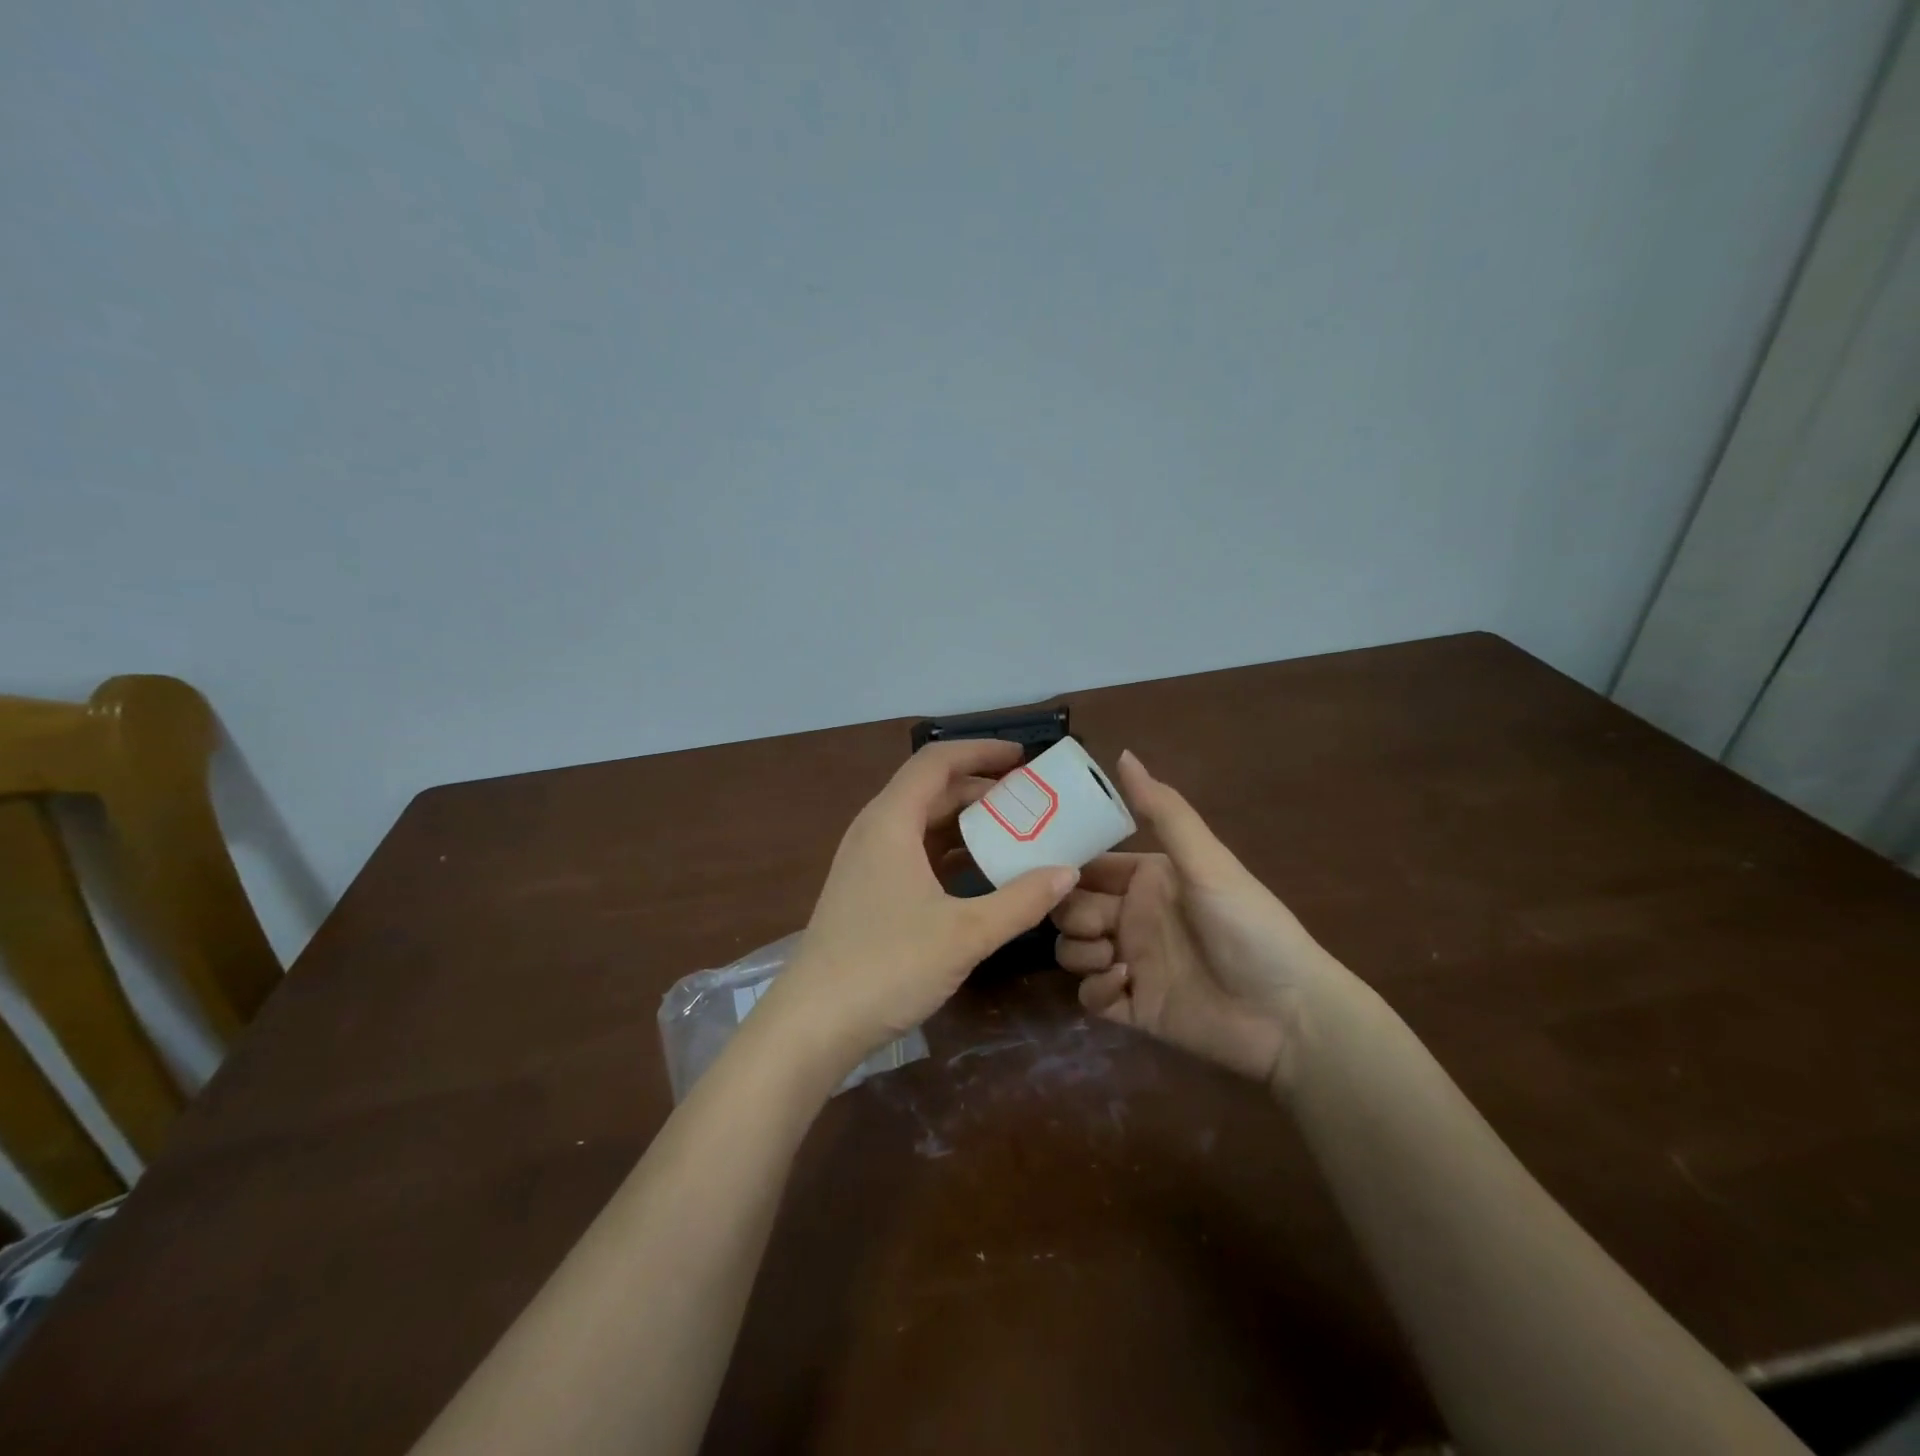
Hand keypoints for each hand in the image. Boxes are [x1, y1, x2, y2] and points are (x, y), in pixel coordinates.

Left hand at [764, 739, 1079, 1072]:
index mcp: (891, 821)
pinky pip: (914, 853)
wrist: (813, 1024)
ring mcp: (866, 862)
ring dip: (967, 824)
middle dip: (981, 789)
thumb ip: (1020, 901)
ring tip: (1016, 834)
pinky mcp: (866, 891)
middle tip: (1031, 801)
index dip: (981, 751)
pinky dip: (949, 853)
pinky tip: (981, 875)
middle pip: (931, 790)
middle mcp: (875, 831)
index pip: (936, 761)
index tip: (1023, 758)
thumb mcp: (965, 934)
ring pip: (923, 824)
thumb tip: (1067, 873)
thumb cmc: (888, 966)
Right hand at [1053, 751, 1343, 1087]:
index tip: (1037, 865)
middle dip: (1068, 912)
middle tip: (1093, 921)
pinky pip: (1089, 996)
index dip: (1062, 864)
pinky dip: (1097, 989)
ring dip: (1080, 951)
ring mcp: (1129, 963)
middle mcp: (1132, 917)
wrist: (1288, 1013)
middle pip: (1070, 907)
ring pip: (1072, 950)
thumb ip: (1163, 810)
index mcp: (1146, 879)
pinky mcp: (1132, 1007)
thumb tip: (1123, 753)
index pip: (1087, 865)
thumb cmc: (1248, 925)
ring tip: (1114, 957)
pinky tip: (1127, 984)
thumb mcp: (1206, 862)